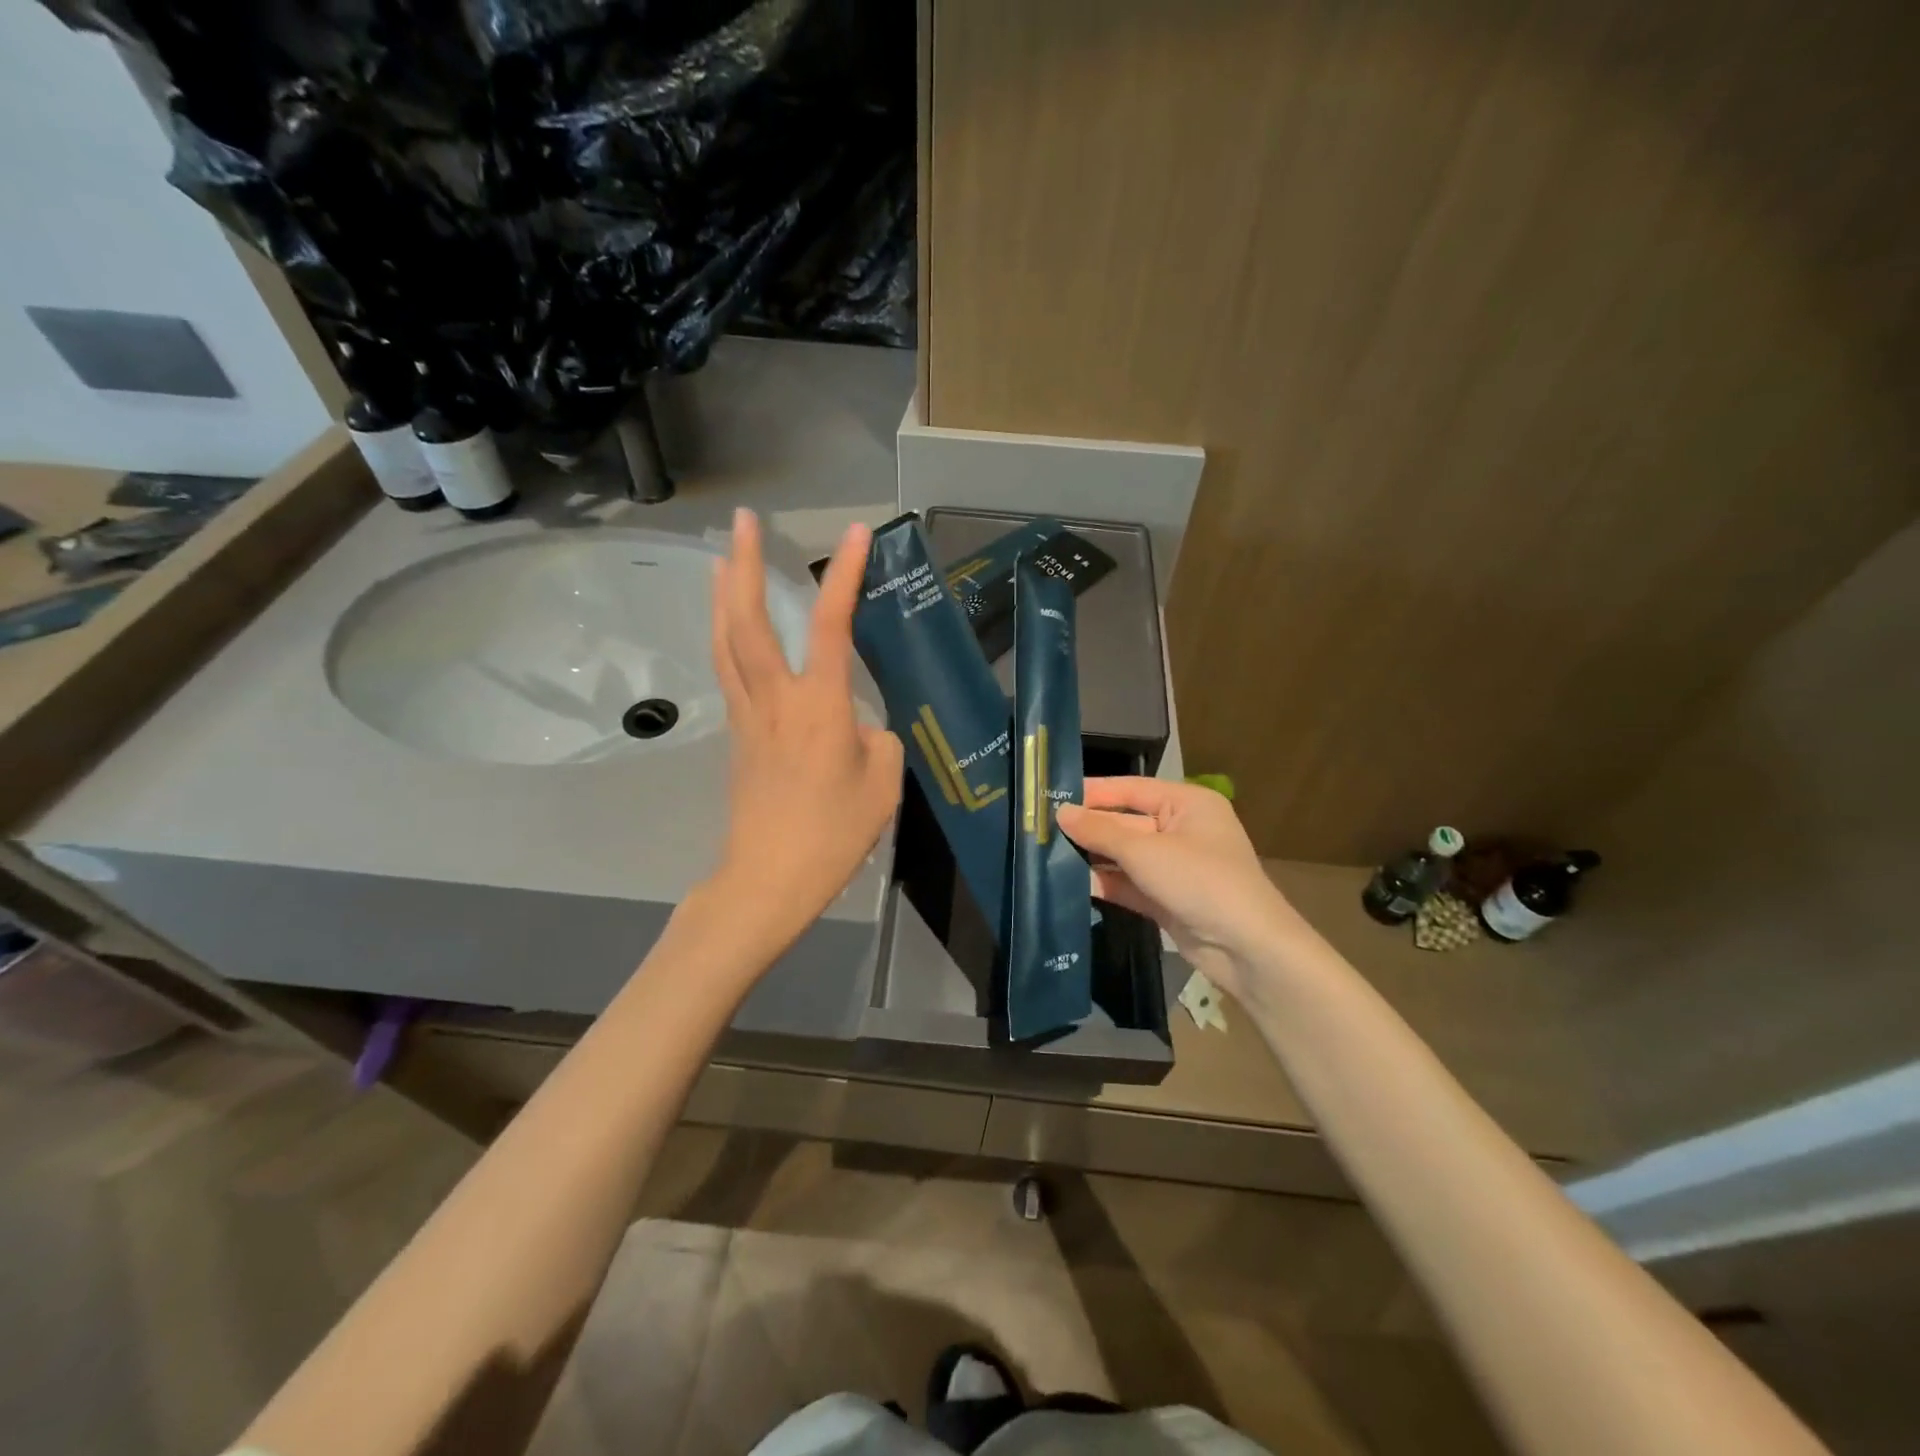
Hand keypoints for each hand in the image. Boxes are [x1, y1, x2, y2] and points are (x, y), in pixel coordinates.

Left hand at [708, 509, 903, 948]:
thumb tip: (856, 726)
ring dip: (724, 594)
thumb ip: (875, 739)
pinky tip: (731, 630)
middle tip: (742, 521)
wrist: (768, 879)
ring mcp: (748, 716)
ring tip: (723, 559)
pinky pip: (728, 672)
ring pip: (727, 642)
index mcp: (818, 705)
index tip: (856, 533)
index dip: (844, 574)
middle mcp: (774, 698)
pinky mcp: (737, 736)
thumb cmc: (833, 833)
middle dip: (745, 563)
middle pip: (749, 619)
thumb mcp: (882, 784)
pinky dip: (727, 636)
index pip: (830, 624)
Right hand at [1057, 778, 1306, 1002]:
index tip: (1051, 795)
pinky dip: (1105, 883)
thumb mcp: (1146, 852)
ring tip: (1047, 855)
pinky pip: (1129, 883)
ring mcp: (1175, 866)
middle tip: (1042, 829)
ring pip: (1125, 855)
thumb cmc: (1200, 882)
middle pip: (1126, 822)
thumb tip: (1061, 813)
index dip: (1093, 792)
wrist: (1247, 949)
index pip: (1131, 788)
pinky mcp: (1167, 898)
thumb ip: (1100, 832)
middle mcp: (1181, 829)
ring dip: (1093, 856)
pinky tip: (1070, 883)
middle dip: (1089, 827)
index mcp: (1187, 803)